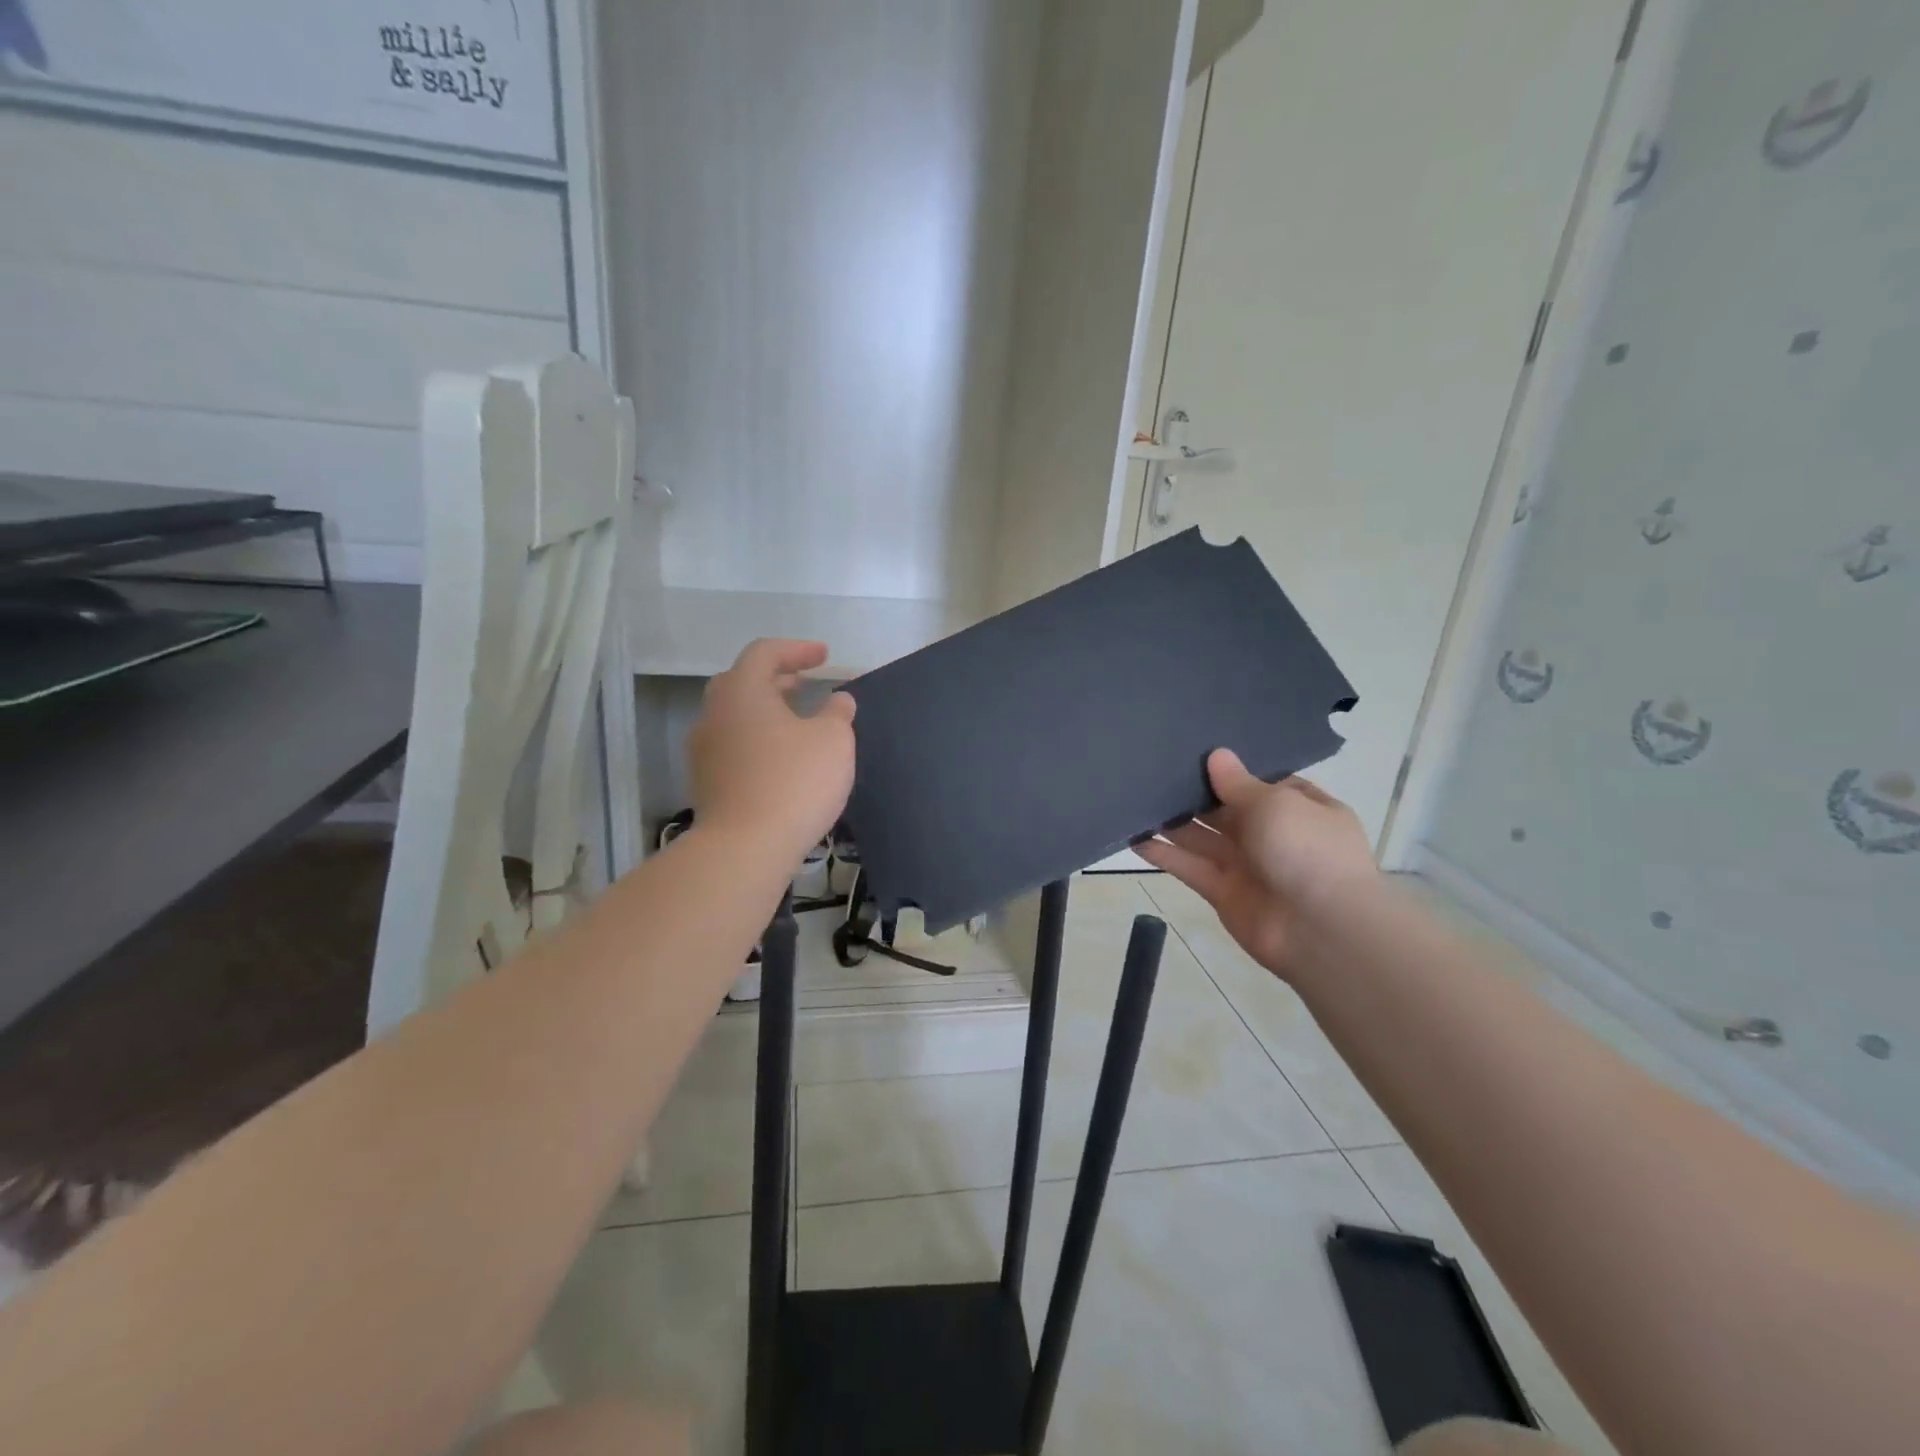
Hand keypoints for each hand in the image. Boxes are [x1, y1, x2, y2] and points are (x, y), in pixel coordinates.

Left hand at [687, 640, 855, 864]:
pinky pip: (733, 745)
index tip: (824, 657)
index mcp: (742, 692)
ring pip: (735, 716)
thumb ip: (837, 713)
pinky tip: (781, 758)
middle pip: (742, 682)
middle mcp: (714, 714)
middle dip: (776, 678)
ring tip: (797, 721)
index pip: (764, 653)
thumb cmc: (794, 782)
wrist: (745, 848)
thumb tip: (838, 700)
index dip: (797, 650)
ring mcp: (704, 750)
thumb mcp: (833, 741)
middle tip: (805, 683)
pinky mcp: (706, 782)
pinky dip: (757, 739)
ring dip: (766, 711)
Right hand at [1136, 748, 1376, 981]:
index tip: (1193, 749)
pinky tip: (1134, 837)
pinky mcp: (1223, 893)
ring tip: (1136, 798)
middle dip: (1195, 793)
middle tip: (1153, 768)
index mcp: (1298, 807)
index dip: (1230, 768)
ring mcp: (1247, 865)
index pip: (1261, 782)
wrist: (1320, 930)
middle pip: (1226, 809)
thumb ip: (1239, 783)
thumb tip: (1217, 755)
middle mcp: (1272, 834)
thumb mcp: (1276, 804)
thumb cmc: (1307, 851)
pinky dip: (1164, 854)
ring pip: (1202, 837)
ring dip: (1173, 821)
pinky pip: (1190, 867)